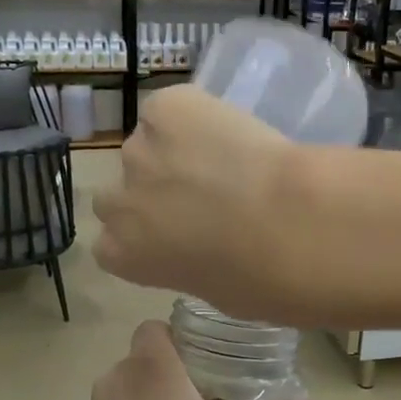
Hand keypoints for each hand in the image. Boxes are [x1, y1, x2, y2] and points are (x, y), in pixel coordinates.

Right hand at [92, 87, 306, 320]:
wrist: (288, 223)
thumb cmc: (258, 278)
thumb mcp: (214, 292)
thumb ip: (187, 267)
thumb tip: (201, 252)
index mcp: (122, 254)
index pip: (112, 242)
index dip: (144, 233)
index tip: (175, 233)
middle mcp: (118, 201)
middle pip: (119, 193)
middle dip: (150, 193)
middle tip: (197, 195)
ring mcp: (138, 148)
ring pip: (148, 146)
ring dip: (176, 152)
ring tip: (224, 158)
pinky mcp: (166, 107)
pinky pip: (172, 108)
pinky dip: (195, 115)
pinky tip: (228, 130)